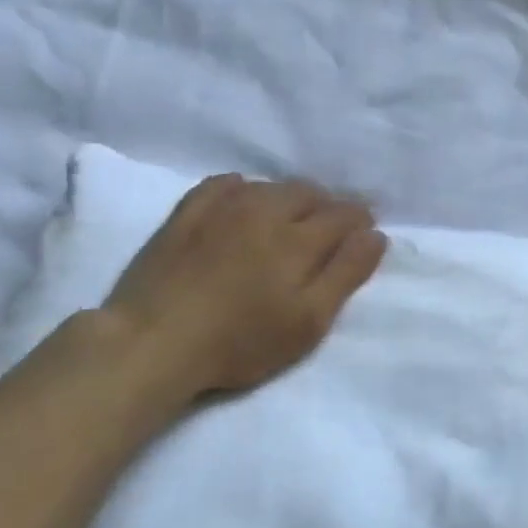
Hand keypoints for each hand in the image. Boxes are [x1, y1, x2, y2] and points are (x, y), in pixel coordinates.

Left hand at [101, 174, 387, 402]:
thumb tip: (375, 236)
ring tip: (292, 220)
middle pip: (309, 193)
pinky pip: (224, 184)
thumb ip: (346, 274)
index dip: (361, 222)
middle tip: (331, 231)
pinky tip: (245, 201)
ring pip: (271, 186)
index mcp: (300, 238)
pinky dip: (245, 188)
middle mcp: (266, 211)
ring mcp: (222, 209)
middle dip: (329, 206)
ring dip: (291, 198)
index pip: (344, 214)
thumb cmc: (241, 341)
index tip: (366, 234)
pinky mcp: (186, 215)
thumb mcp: (309, 320)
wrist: (153, 343)